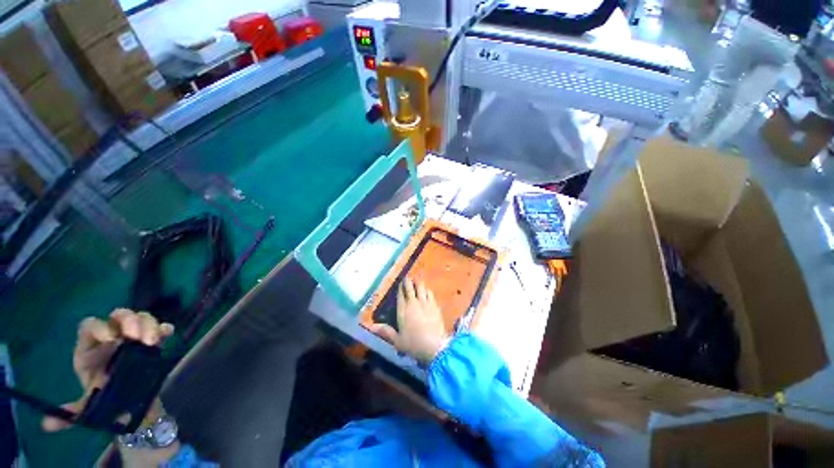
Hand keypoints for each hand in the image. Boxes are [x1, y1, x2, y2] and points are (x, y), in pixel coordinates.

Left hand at [42, 309, 174, 431]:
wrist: (129, 404)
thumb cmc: (104, 401)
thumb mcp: (86, 408)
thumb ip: (69, 413)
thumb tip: (47, 424)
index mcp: (91, 349)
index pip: (91, 327)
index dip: (100, 328)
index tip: (112, 340)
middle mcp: (112, 338)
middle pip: (119, 315)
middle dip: (129, 321)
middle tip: (136, 336)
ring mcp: (134, 338)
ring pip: (141, 318)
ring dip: (148, 325)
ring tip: (152, 341)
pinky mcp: (152, 342)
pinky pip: (161, 328)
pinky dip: (164, 328)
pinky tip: (167, 335)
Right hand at [369, 278, 449, 364]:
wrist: (435, 345)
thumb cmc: (413, 344)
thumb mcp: (397, 340)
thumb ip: (386, 331)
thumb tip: (371, 326)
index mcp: (403, 310)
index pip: (400, 295)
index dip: (400, 288)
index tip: (399, 282)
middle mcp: (414, 303)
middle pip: (410, 288)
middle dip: (408, 281)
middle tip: (407, 276)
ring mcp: (425, 303)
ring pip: (421, 288)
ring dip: (418, 283)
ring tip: (417, 279)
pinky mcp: (435, 305)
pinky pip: (430, 293)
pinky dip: (427, 290)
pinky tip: (427, 290)